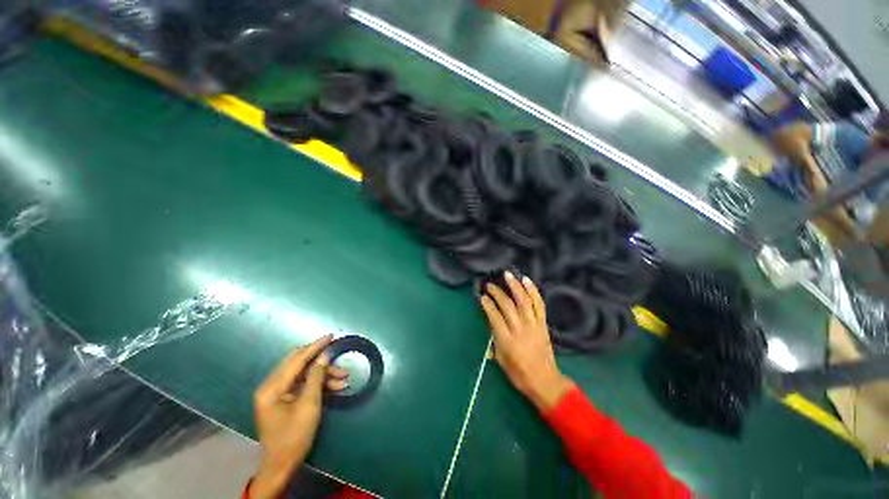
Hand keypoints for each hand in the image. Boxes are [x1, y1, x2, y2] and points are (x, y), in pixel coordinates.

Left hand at [251, 335, 348, 498]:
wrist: (281, 466)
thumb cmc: (294, 437)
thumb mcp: (309, 405)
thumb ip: (316, 377)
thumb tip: (324, 356)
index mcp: (272, 388)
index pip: (296, 359)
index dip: (315, 347)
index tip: (331, 336)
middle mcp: (271, 386)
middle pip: (299, 364)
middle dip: (321, 360)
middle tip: (338, 356)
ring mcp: (277, 393)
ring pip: (304, 374)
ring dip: (323, 374)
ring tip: (344, 377)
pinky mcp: (283, 399)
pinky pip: (303, 385)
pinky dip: (318, 384)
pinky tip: (336, 387)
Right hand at [480, 271, 573, 411]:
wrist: (544, 381)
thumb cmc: (519, 373)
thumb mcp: (500, 358)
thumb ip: (494, 337)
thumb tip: (491, 319)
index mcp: (507, 340)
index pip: (494, 316)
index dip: (487, 304)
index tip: (482, 297)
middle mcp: (520, 329)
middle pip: (507, 305)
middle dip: (496, 292)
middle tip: (489, 285)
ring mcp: (534, 325)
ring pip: (523, 300)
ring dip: (515, 285)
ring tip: (507, 275)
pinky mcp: (543, 323)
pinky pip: (539, 304)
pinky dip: (533, 290)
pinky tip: (526, 280)